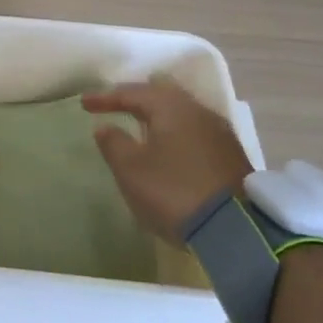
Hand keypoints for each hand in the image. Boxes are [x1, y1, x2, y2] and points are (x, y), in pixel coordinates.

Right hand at [83, 80, 253, 243]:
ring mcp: (219, 132)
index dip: (106, 98)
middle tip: (118, 103)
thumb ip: (114, 144)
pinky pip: (195, 130)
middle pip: (163, 93)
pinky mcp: (231, 154)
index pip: (133, 93)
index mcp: (171, 107)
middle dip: (138, 97)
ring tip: (142, 123)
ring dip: (159, 114)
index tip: (84, 104)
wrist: (237, 230)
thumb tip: (105, 127)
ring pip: (182, 111)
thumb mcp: (131, 170)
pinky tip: (170, 144)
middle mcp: (198, 111)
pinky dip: (176, 130)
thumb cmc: (174, 192)